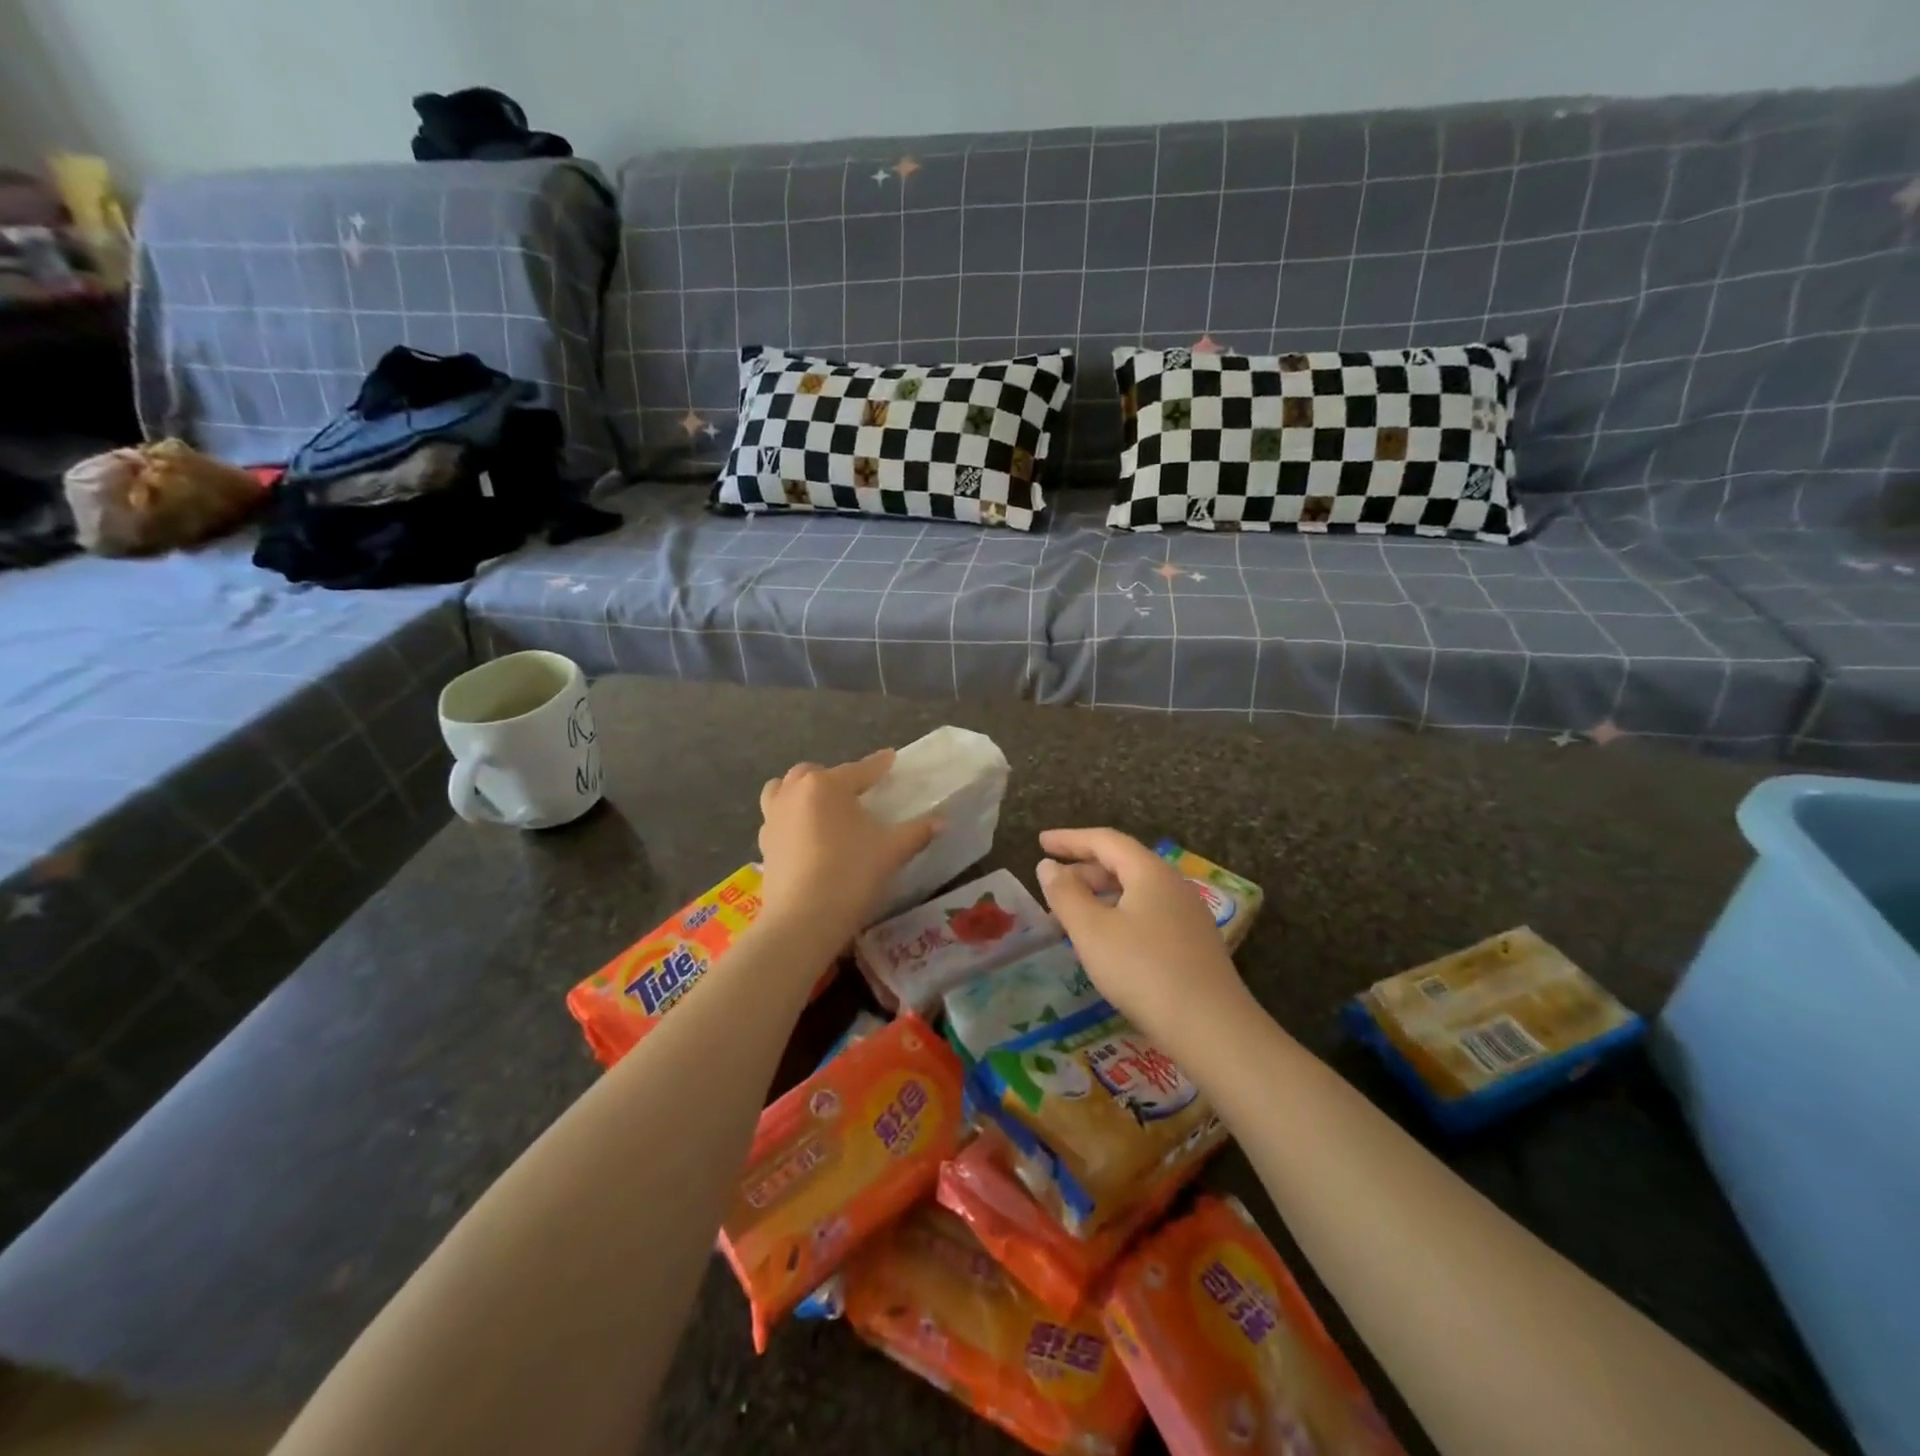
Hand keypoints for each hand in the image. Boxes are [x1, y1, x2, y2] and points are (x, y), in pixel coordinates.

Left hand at [757, 750, 940, 946]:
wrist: (803, 920)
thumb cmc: (850, 874)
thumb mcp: (891, 851)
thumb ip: (917, 832)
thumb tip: (943, 821)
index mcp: (827, 785)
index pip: (860, 770)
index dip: (879, 765)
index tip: (891, 758)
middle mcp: (795, 792)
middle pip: (815, 773)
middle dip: (835, 777)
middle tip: (856, 792)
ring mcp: (773, 817)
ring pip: (783, 789)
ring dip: (801, 791)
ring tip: (820, 806)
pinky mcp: (764, 843)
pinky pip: (776, 818)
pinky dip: (790, 818)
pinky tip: (805, 835)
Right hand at [1035, 828, 1246, 1040]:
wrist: (1211, 1028)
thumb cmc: (1143, 970)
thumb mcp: (1092, 931)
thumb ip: (1066, 894)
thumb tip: (1048, 866)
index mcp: (1150, 872)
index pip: (1105, 840)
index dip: (1069, 839)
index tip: (1040, 842)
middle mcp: (1172, 885)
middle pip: (1122, 864)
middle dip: (1083, 870)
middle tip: (1052, 885)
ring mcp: (1187, 915)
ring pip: (1135, 892)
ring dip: (1099, 896)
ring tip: (1071, 916)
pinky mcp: (1192, 944)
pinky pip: (1147, 914)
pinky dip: (1118, 916)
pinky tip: (1105, 942)